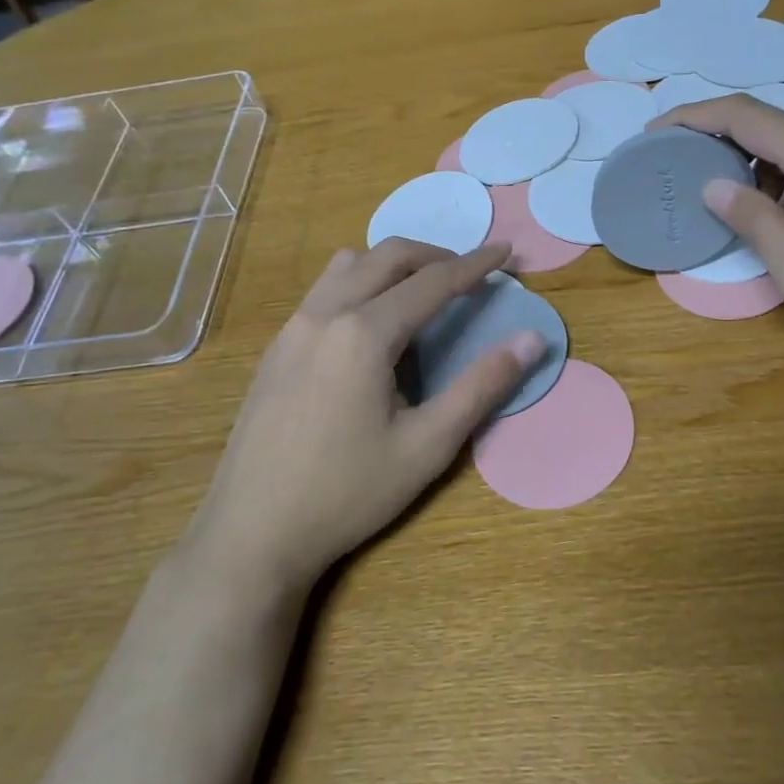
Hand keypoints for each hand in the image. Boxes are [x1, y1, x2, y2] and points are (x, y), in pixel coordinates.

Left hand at [187, 240, 544, 594]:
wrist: (252, 533)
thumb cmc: (347, 493)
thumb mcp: (427, 446)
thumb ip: (481, 386)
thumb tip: (531, 339)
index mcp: (365, 333)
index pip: (433, 281)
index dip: (476, 265)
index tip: (506, 251)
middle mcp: (325, 314)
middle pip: (387, 257)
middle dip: (435, 256)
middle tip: (470, 275)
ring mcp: (293, 328)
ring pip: (349, 266)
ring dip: (393, 265)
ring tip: (422, 293)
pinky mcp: (276, 349)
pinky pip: (324, 291)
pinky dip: (360, 284)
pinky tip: (371, 327)